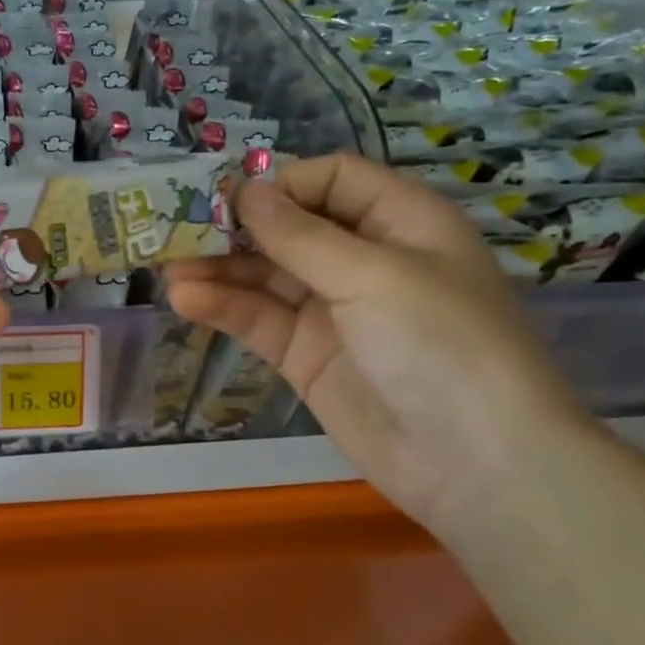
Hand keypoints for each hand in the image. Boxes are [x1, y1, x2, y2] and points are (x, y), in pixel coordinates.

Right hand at [164, 154, 595, 531]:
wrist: (476, 464)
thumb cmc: (440, 343)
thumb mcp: (373, 275)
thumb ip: (300, 235)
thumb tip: (244, 190)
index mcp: (401, 222)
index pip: (331, 180)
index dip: (280, 183)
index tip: (228, 197)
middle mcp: (364, 259)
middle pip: (289, 227)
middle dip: (235, 227)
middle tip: (177, 228)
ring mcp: (332, 310)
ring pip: (265, 275)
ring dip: (218, 268)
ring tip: (168, 267)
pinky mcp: (306, 355)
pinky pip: (259, 319)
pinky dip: (223, 307)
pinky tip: (186, 299)